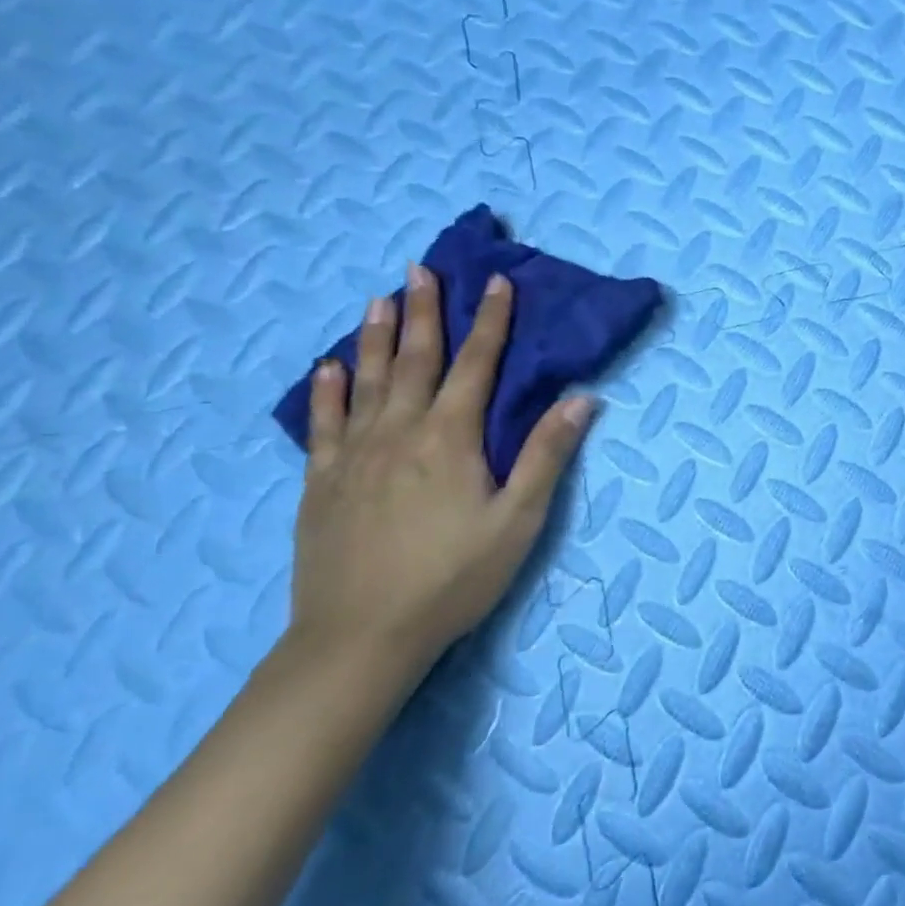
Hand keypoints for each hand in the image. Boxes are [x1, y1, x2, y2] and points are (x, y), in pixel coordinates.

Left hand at [290, 264, 594, 675]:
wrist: (362, 637)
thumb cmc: (454, 577)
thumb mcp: (519, 520)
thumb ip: (547, 455)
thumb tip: (582, 399)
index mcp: (450, 439)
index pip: (476, 366)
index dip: (490, 322)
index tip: (497, 283)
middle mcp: (399, 433)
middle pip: (415, 361)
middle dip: (424, 312)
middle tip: (420, 269)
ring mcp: (353, 456)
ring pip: (366, 382)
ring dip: (374, 338)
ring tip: (378, 300)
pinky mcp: (321, 483)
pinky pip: (322, 424)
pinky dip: (326, 391)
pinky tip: (327, 369)